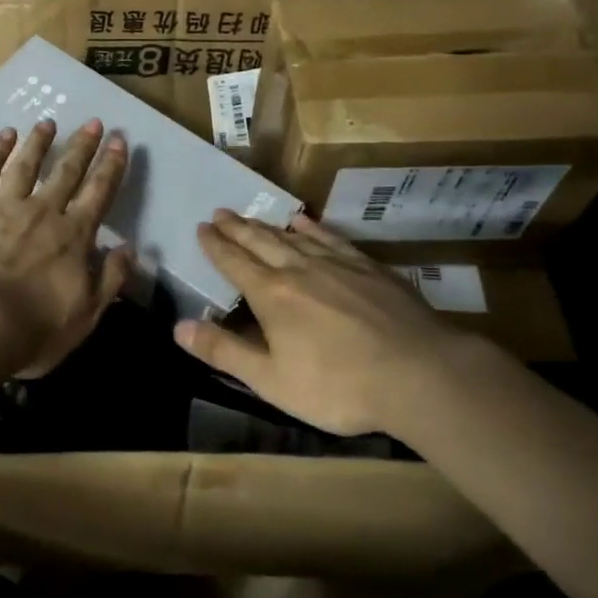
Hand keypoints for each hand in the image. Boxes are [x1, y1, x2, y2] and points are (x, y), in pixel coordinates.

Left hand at [0, 117, 135, 377]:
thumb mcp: (86, 315)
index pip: (98, 194)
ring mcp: (3, 206)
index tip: (119, 141)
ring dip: (39, 142)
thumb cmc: (32, 329)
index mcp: (73, 237)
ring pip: (26, 164)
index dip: (111, 166)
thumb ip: (110, 280)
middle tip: (93, 122)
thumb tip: (131, 251)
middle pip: (66, 172)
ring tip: (48, 122)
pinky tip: (4, 135)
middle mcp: (43, 212)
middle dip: (82, 146)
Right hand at [175, 210, 484, 435]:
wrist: (418, 373)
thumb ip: (224, 352)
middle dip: (236, 227)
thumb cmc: (338, 385)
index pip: (234, 262)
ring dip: (267, 225)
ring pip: (292, 236)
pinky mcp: (367, 267)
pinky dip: (312, 226)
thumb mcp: (272, 380)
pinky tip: (304, 220)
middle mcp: (298, 269)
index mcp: (271, 295)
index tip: (201, 227)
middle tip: (219, 212)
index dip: (215, 245)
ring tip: (251, 216)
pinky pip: (330, 237)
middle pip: (260, 241)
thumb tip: (178, 328)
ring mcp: (336, 263)